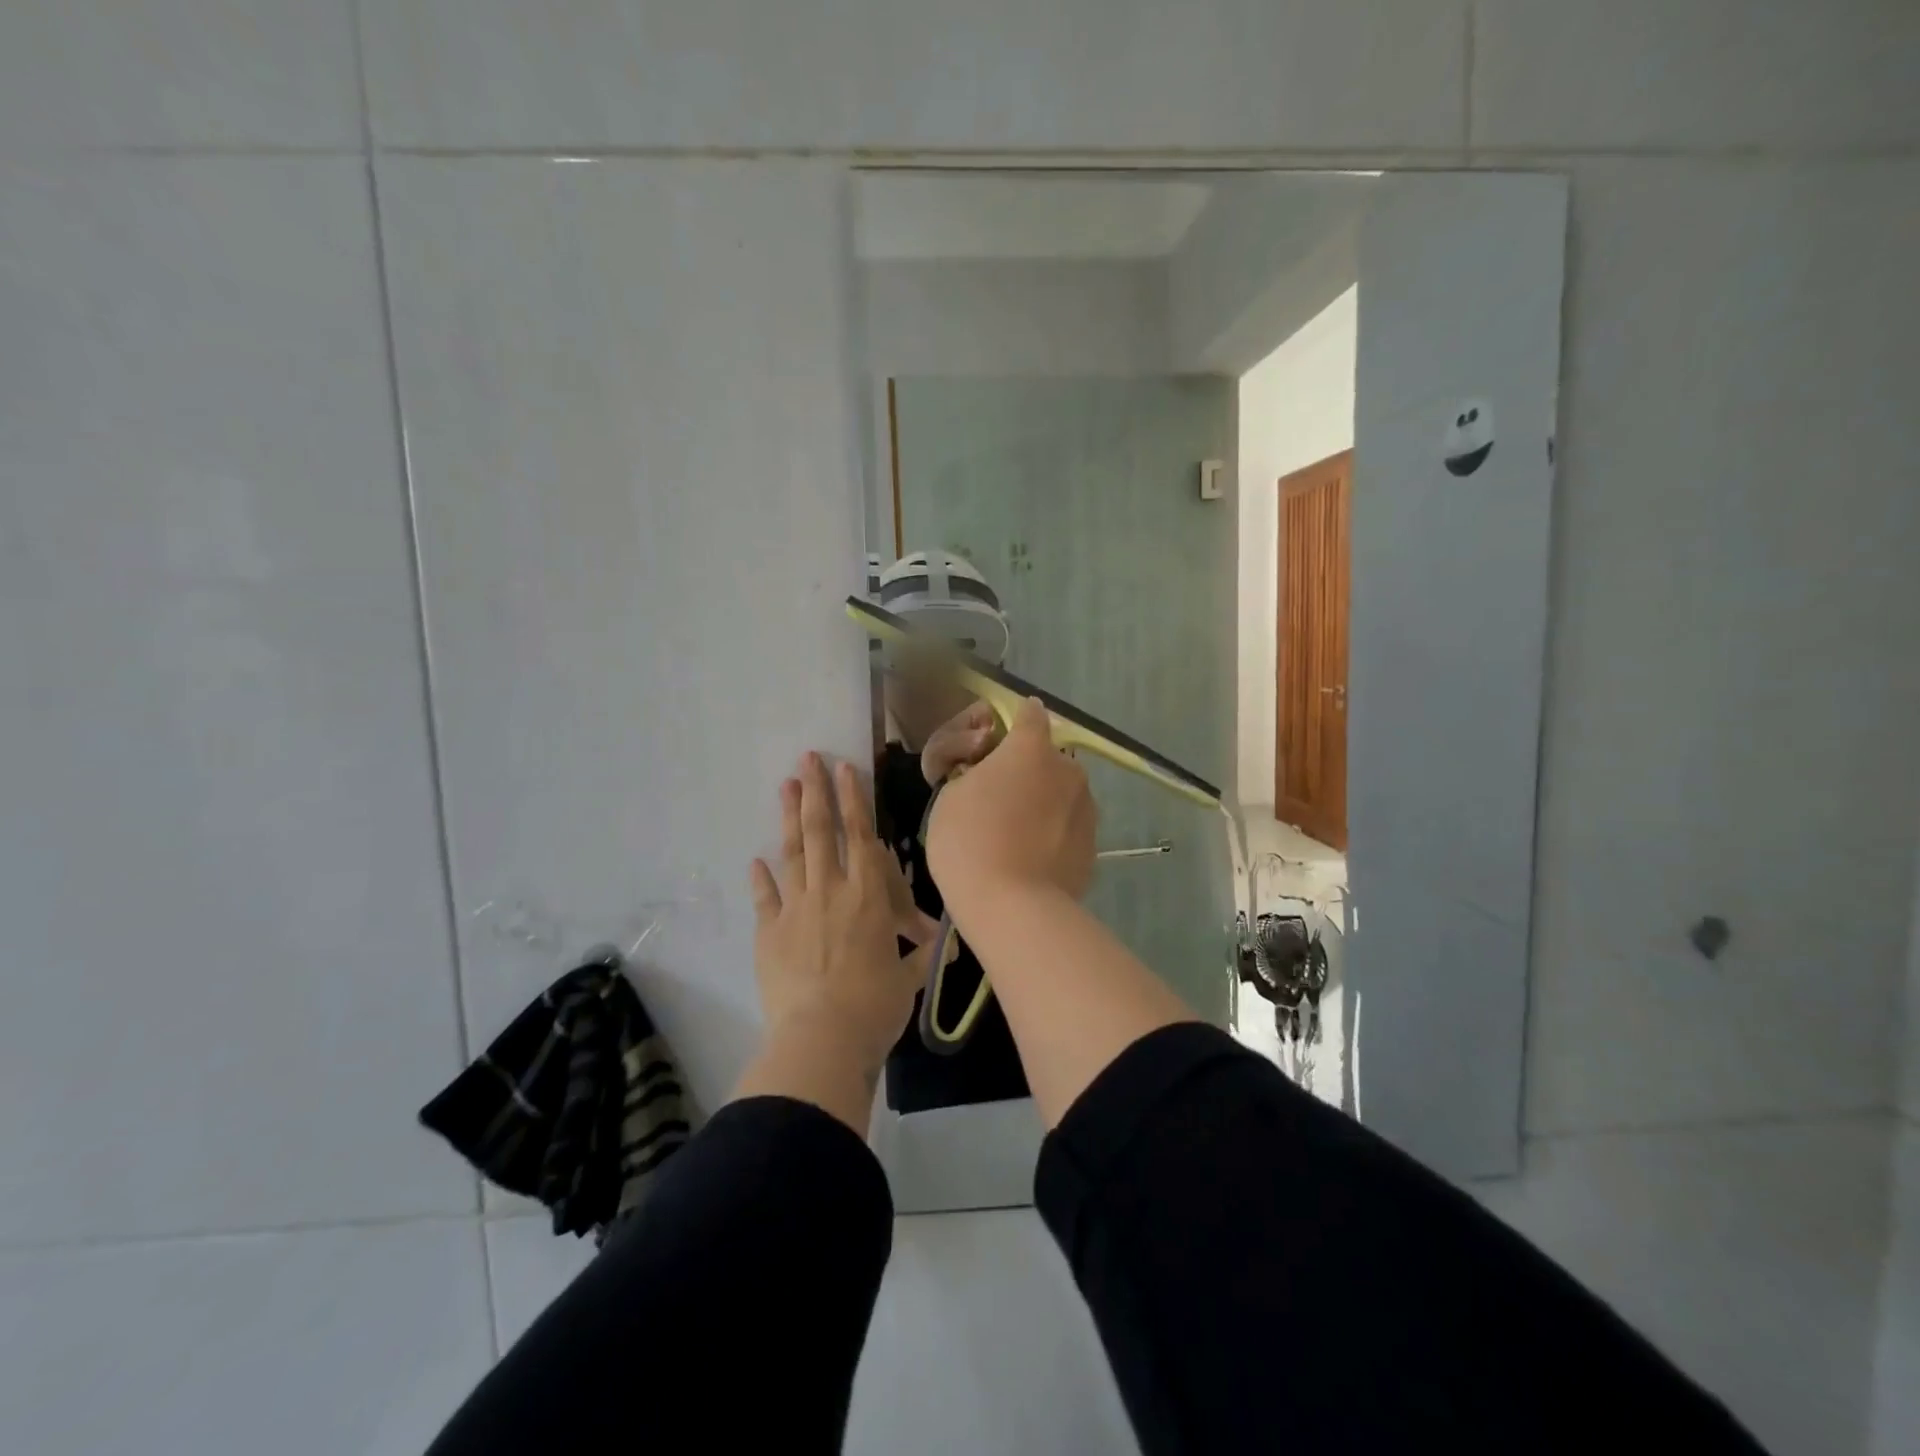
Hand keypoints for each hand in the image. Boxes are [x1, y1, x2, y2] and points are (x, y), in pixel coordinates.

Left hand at [749, 752, 932, 1076]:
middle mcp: (831, 891)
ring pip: (792, 853)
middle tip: (806, 759)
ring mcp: (796, 909)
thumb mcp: (907, 978)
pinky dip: (760, 878)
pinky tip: (755, 860)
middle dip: (815, 792)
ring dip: (787, 818)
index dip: (853, 800)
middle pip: (821, 832)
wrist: (822, 1038)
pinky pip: (765, 897)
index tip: (844, 769)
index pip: (861, 837)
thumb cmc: (875, 1006)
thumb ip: (920, 954)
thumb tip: (943, 944)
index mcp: (868, 897)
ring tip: (784, 786)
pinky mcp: (769, 932)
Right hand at [926, 696, 1096, 915]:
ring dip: (1044, 803)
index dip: (1014, 722)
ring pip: (1061, 793)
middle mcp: (1068, 769)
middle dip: (1027, 771)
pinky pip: (1068, 827)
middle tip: (999, 801)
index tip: (996, 742)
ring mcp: (1086, 808)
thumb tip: (995, 776)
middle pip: (1046, 758)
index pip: (1030, 714)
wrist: (1013, 908)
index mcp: (1030, 748)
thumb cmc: (969, 841)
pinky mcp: (1094, 844)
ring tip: (1016, 837)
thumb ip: (974, 771)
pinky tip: (1031, 859)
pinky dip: (1053, 834)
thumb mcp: (949, 794)